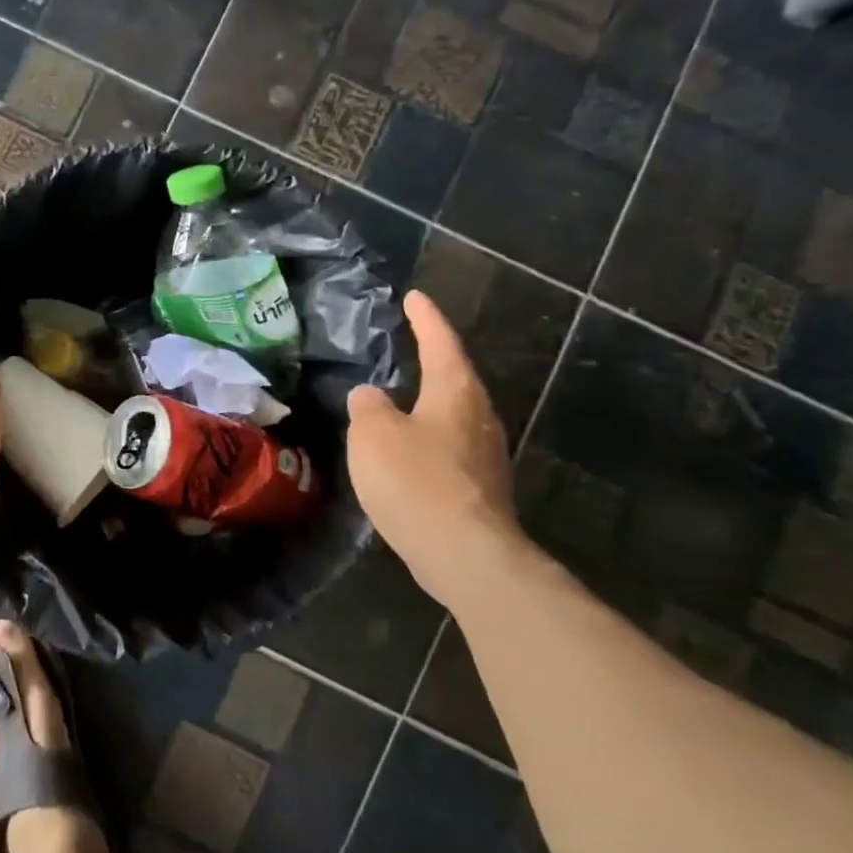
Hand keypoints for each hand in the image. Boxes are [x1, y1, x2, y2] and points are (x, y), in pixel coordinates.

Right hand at [346, 290, 523, 606]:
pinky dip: (429, 438)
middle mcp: (479, 415)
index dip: (425, 317)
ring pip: (454, 414)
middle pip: (455, 376)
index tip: (414, 297)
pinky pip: (451, 446)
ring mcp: (486, 454)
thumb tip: (371, 396)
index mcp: (455, 391)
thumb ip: (367, 406)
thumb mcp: (373, 434)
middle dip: (434, 358)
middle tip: (411, 343)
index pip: (440, 341)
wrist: (465, 554)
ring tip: (403, 396)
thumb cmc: (416, 481)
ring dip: (430, 401)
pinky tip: (410, 451)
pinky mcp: (481, 487)